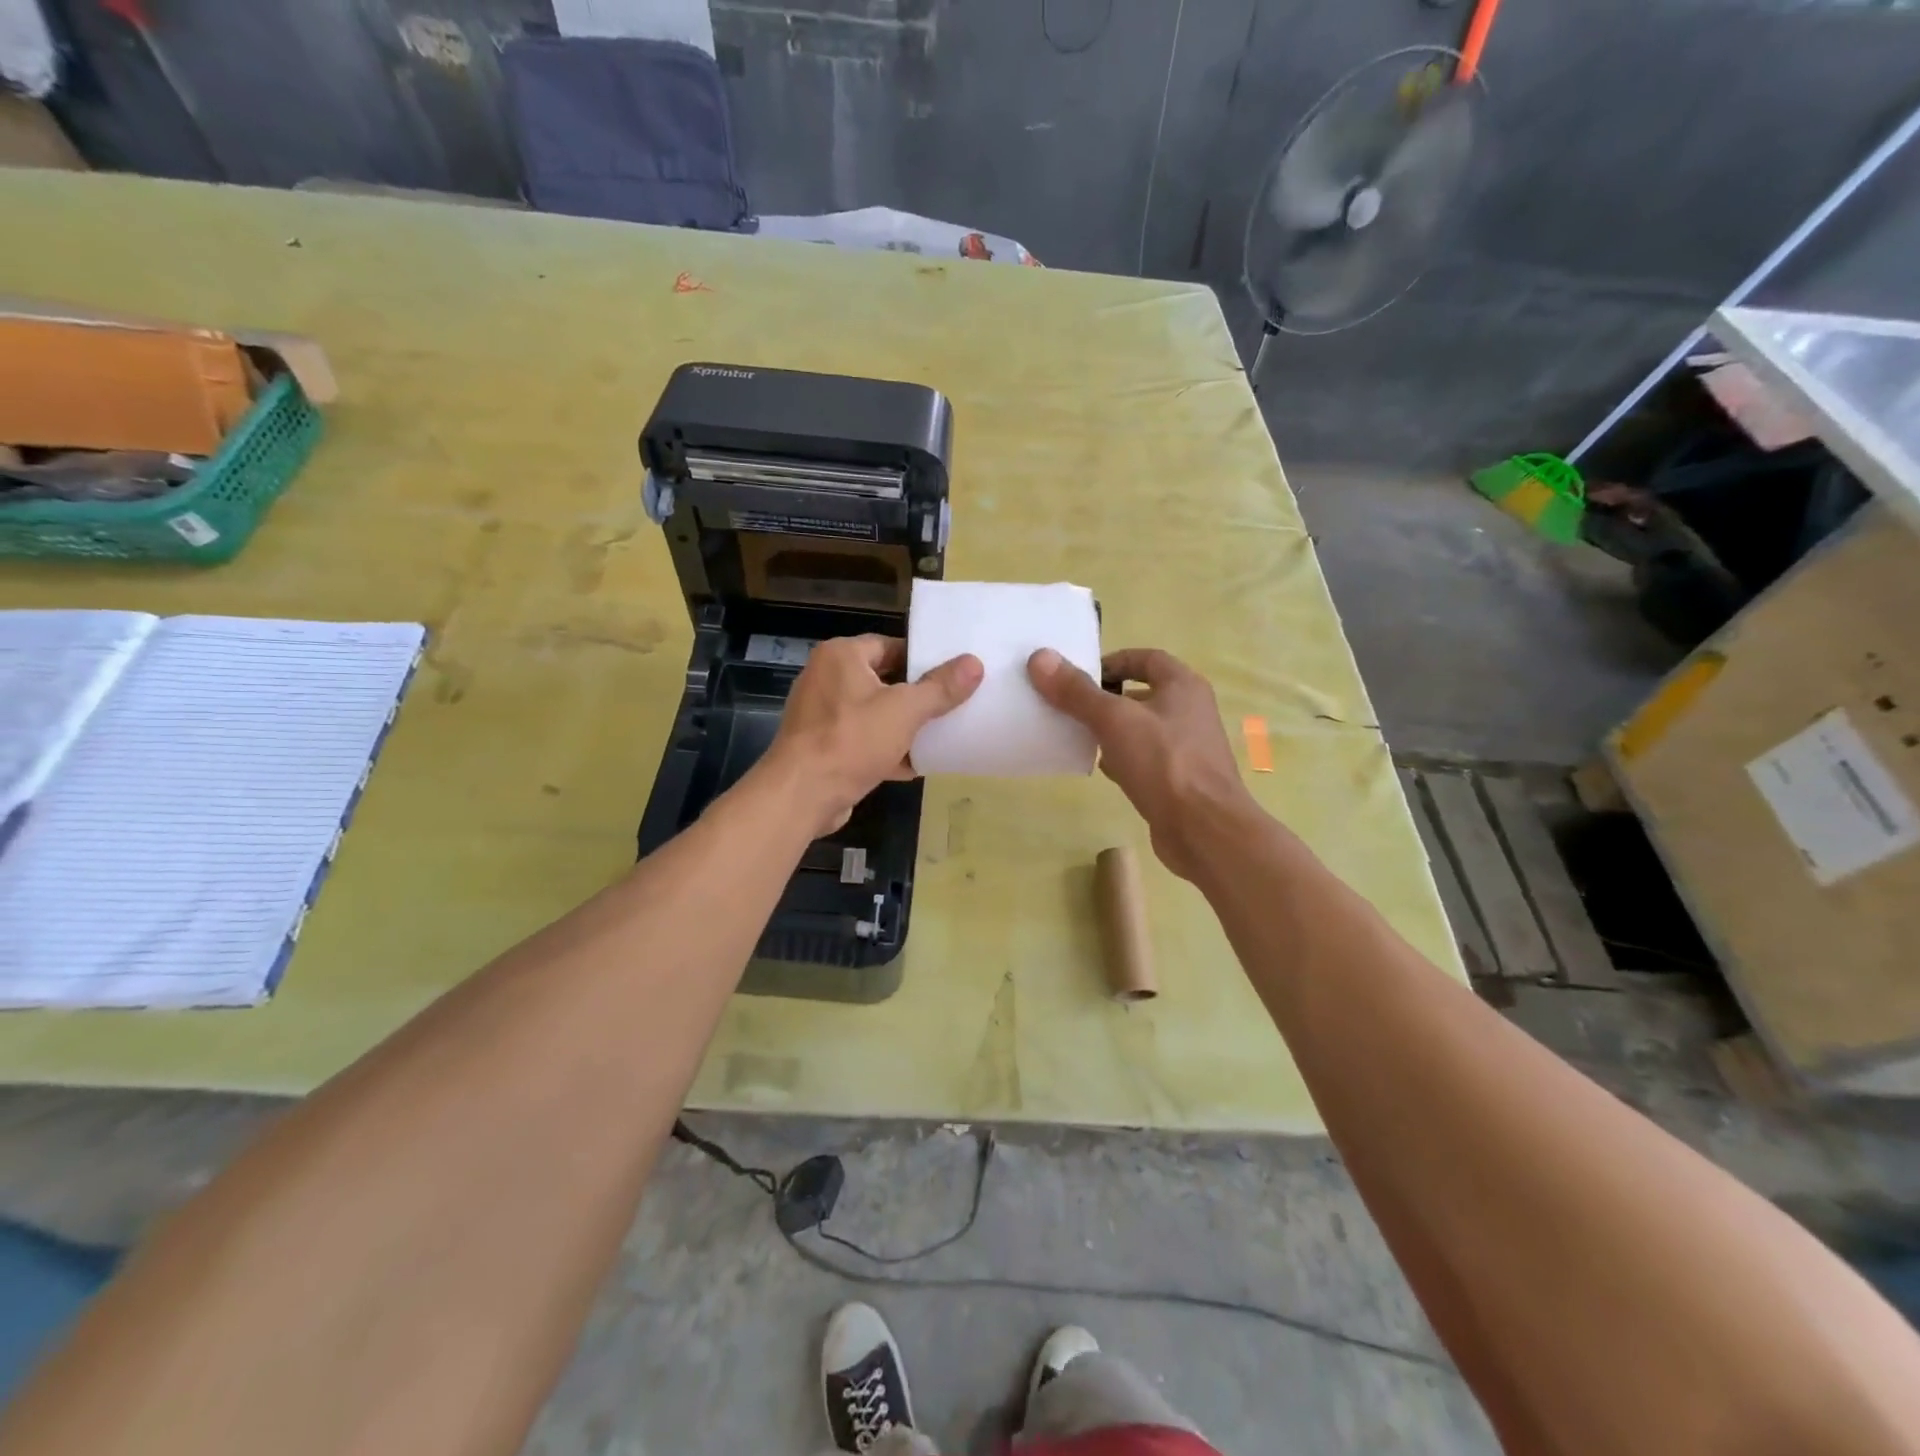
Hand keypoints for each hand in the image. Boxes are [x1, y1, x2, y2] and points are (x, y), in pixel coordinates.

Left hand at [766, 635, 982, 836]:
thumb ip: (940, 688)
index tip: (952, 674)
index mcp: (841, 656)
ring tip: (941, 734)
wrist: (801, 795)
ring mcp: (821, 715)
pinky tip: (915, 765)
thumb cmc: (851, 740)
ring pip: (874, 713)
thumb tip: (974, 663)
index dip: (922, 659)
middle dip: (916, 696)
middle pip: (883, 680)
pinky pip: (862, 740)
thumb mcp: (905, 710)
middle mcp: (826, 678)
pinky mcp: (822, 747)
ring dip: (903, 726)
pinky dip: (886, 750)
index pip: (890, 645)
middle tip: (953, 704)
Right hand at [1028, 646, 1254, 879]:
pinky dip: (1122, 759)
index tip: (1077, 676)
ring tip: (1077, 736)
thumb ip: (1077, 691)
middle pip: (1140, 693)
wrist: (1204, 830)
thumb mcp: (1114, 720)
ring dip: (1111, 730)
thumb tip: (1040, 657)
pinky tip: (1101, 770)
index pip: (1145, 658)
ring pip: (1140, 728)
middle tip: (1069, 706)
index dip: (1111, 661)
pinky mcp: (1178, 779)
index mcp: (1183, 686)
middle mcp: (1189, 711)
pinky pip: (1144, 758)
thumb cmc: (1164, 763)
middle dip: (1105, 698)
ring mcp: (1186, 747)